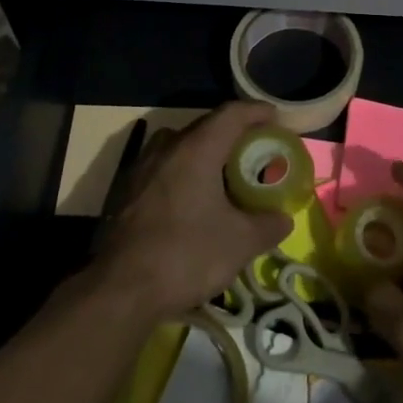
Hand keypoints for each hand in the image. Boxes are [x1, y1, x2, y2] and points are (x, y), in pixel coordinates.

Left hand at [95, 102, 292, 319]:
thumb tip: (283, 218)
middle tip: (255, 151)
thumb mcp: (240, 243)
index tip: (276, 119)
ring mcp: (140, 168)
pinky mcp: (125, 192)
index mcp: (196, 149)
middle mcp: (166, 148)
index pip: (231, 113)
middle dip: (233, 134)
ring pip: (180, 147)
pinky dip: (183, 174)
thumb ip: (268, 225)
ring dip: (205, 154)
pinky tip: (192, 201)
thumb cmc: (185, 255)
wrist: (119, 291)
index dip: (257, 111)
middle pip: (205, 127)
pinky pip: (163, 169)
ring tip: (224, 175)